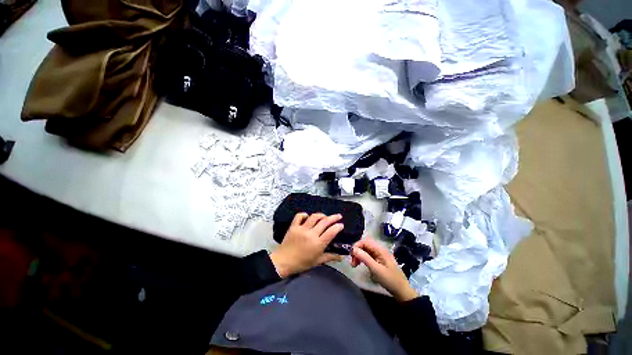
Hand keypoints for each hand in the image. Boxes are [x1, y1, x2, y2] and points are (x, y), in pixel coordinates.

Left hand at [269, 213, 343, 277]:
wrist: (283, 262)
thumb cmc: (302, 263)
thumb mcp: (317, 261)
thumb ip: (330, 257)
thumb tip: (341, 257)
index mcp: (318, 244)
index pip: (331, 232)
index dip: (338, 226)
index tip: (341, 224)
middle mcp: (311, 234)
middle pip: (324, 222)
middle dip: (333, 217)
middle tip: (338, 216)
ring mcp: (301, 229)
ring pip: (314, 217)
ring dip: (321, 215)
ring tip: (324, 216)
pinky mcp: (293, 226)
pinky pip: (299, 216)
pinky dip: (304, 214)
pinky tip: (307, 216)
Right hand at [351, 238, 417, 301]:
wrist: (402, 291)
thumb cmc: (389, 279)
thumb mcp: (376, 269)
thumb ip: (364, 258)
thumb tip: (353, 249)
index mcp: (380, 249)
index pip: (365, 241)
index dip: (356, 246)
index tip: (351, 255)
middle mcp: (379, 249)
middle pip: (365, 245)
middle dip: (357, 251)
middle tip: (352, 262)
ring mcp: (380, 255)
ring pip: (366, 250)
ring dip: (359, 255)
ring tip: (354, 265)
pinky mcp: (379, 260)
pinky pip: (368, 255)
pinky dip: (363, 259)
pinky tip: (361, 265)